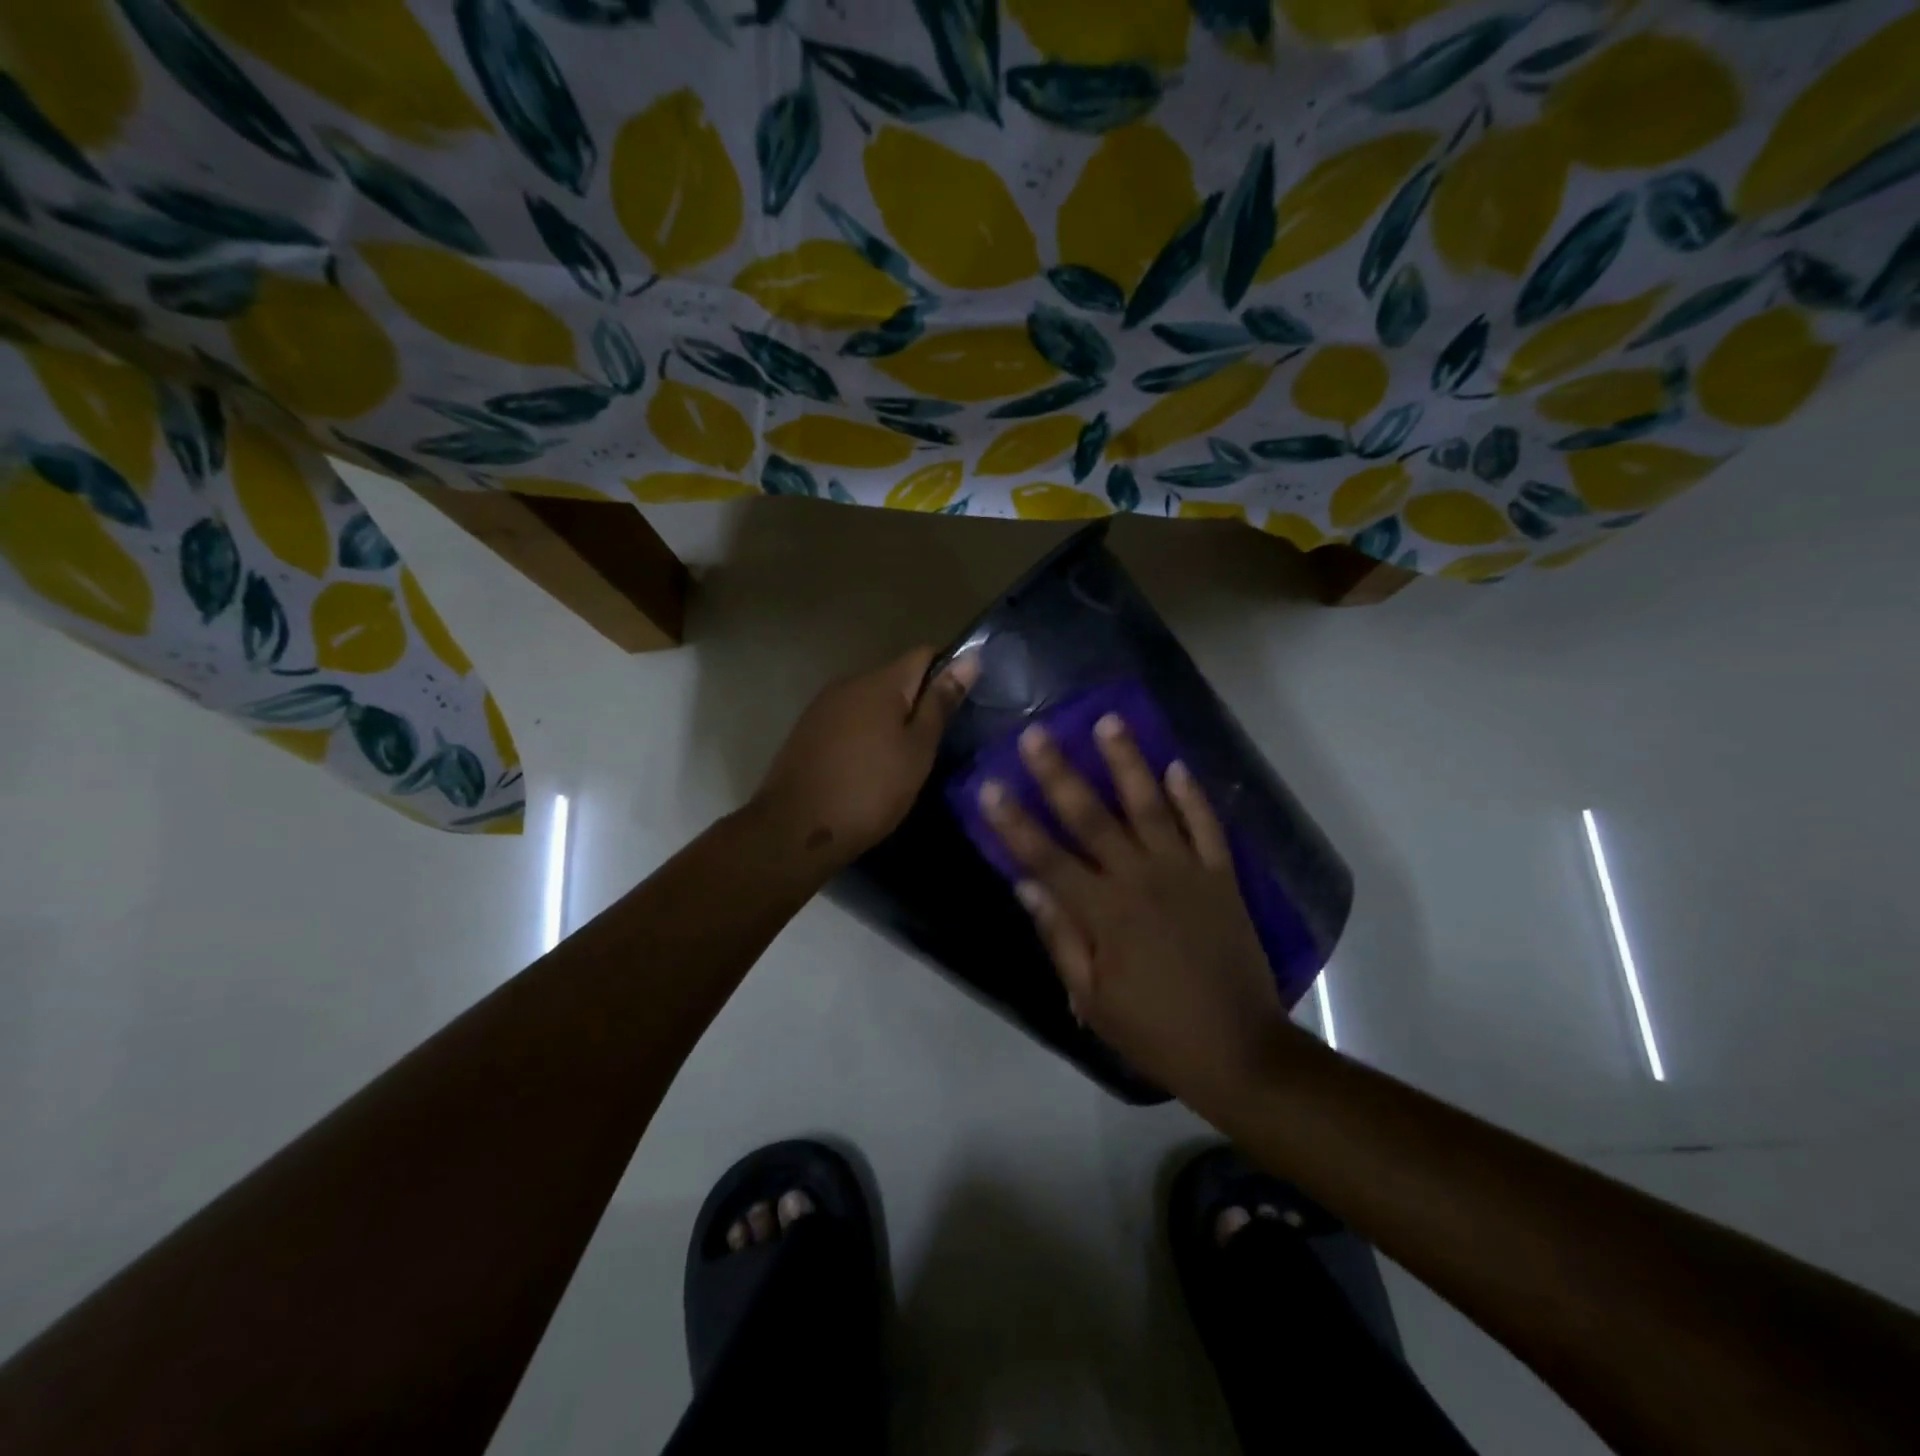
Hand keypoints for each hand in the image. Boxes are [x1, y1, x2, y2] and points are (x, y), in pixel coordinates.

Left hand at [754, 647, 977, 865]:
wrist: (796, 829)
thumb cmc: (870, 790)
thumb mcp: (918, 750)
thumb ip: (941, 702)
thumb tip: (970, 658)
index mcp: (881, 682)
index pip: (924, 654)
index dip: (948, 672)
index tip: (960, 706)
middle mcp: (849, 682)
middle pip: (896, 677)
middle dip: (918, 700)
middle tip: (935, 741)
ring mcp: (823, 706)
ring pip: (870, 701)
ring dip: (890, 720)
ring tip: (904, 758)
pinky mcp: (807, 730)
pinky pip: (848, 720)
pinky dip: (865, 734)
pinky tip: (869, 766)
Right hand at [978, 714, 1294, 1098]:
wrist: (1239, 1050)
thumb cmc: (1155, 1032)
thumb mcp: (1092, 1000)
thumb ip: (1059, 937)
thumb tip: (1025, 885)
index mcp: (1104, 912)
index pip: (1046, 857)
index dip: (1014, 822)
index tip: (990, 785)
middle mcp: (1141, 879)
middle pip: (1092, 817)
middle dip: (1060, 773)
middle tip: (1038, 732)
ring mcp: (1186, 873)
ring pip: (1151, 806)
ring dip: (1128, 762)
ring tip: (1110, 721)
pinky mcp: (1222, 877)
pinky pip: (1207, 826)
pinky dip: (1193, 795)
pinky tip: (1177, 764)